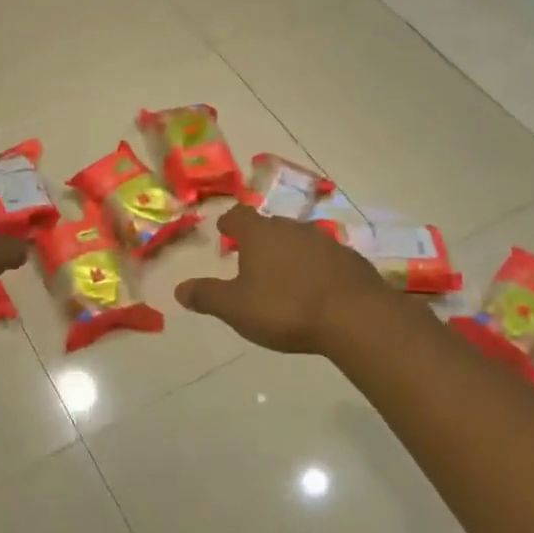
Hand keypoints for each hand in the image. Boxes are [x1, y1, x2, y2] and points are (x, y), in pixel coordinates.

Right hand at [176, 205, 389, 353]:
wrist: (354, 316)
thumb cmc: (285, 308)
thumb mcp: (236, 308)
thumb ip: (207, 296)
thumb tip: (179, 289)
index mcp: (261, 234)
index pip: (239, 216)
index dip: (229, 222)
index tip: (224, 228)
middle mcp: (293, 229)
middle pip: (271, 226)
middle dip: (259, 238)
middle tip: (250, 255)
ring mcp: (326, 241)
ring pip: (300, 240)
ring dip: (288, 252)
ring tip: (282, 273)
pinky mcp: (351, 260)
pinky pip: (325, 258)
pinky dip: (315, 267)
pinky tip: (315, 288)